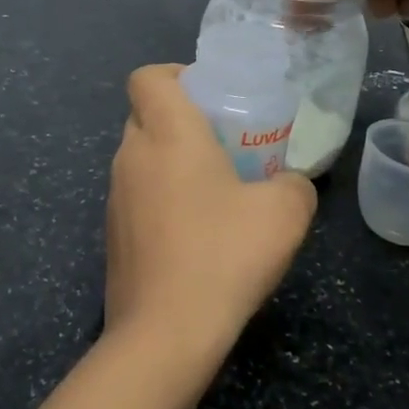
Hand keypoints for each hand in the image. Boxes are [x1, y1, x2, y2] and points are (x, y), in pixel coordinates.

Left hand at [104, 66, 316, 389]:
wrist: (165, 333)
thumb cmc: (223, 254)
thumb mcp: (284, 213)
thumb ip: (296, 185)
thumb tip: (292, 185)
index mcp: (166, 132)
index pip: (147, 77)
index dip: (174, 74)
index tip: (209, 94)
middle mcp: (131, 155)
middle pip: (145, 115)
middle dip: (180, 119)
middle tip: (224, 141)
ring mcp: (115, 197)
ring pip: (141, 158)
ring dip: (171, 162)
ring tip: (217, 190)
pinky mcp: (112, 235)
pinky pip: (137, 197)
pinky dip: (162, 199)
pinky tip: (197, 234)